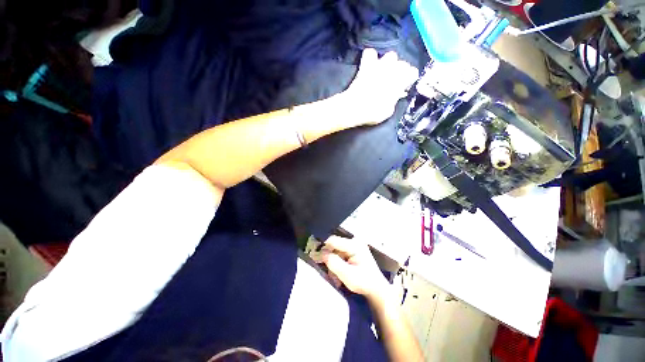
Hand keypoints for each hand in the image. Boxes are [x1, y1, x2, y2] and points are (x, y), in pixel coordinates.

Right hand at [319, 236, 389, 299]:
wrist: (376, 289)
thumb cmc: (364, 283)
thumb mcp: (347, 275)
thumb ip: (333, 262)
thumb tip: (321, 253)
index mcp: (354, 245)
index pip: (333, 240)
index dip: (323, 248)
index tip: (315, 257)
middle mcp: (354, 241)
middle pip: (334, 246)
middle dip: (329, 259)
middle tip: (330, 273)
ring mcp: (354, 245)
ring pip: (335, 251)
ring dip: (333, 263)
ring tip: (336, 277)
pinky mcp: (353, 250)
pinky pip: (339, 254)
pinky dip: (337, 263)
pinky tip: (339, 274)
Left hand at [343, 48, 418, 125]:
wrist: (354, 108)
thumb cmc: (373, 112)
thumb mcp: (388, 111)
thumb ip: (394, 100)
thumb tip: (396, 95)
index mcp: (400, 81)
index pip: (413, 72)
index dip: (409, 80)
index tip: (404, 87)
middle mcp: (393, 69)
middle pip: (403, 63)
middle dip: (400, 71)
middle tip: (393, 81)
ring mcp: (379, 65)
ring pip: (390, 55)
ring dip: (389, 63)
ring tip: (383, 72)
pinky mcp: (366, 65)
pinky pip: (370, 52)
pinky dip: (371, 57)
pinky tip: (370, 64)